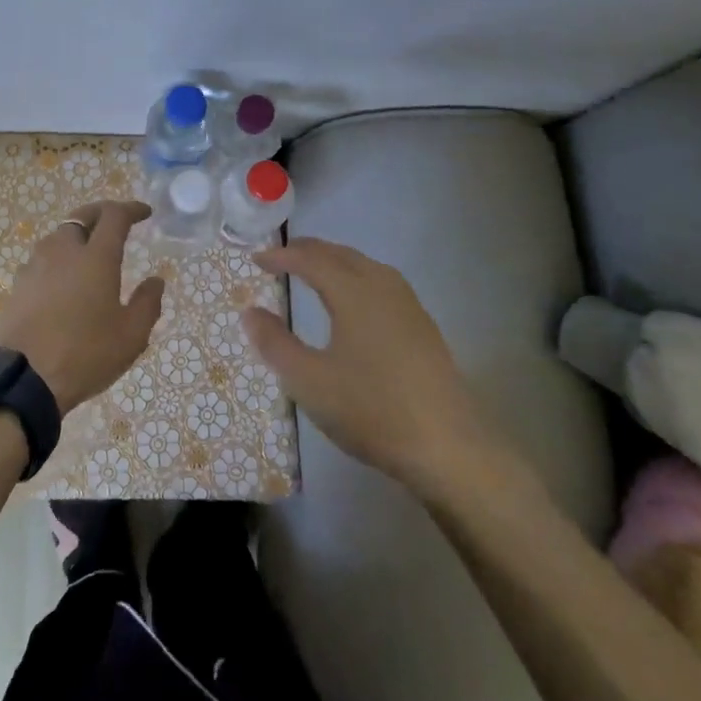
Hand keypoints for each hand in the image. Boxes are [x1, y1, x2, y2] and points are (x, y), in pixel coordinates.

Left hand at [0, 201, 165, 415]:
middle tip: (116, 220)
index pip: (114, 216)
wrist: (24, 376)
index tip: (145, 213)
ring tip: (90, 249)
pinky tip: (63, 277)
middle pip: (81, 216)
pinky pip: (43, 258)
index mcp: (96, 257)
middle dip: (101, 212)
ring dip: (77, 234)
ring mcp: (36, 265)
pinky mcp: (19, 283)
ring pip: (59, 235)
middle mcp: (64, 250)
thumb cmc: (85, 353)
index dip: (131, 209)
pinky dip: (59, 257)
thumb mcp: (131, 335)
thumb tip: (156, 280)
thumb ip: (147, 303)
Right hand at [243, 237, 508, 497]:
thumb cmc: (372, 410)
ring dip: (334, 261)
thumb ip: (274, 343)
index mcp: (353, 292)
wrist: (450, 449)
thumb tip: (250, 312)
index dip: (281, 256)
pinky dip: (355, 277)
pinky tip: (354, 302)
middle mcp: (382, 287)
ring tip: (313, 272)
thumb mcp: (308, 381)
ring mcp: (408, 306)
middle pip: (340, 254)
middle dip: (307, 251)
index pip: (310, 259)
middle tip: (280, 258)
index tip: (256, 259)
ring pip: (364, 266)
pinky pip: (381, 283)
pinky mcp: (423, 328)